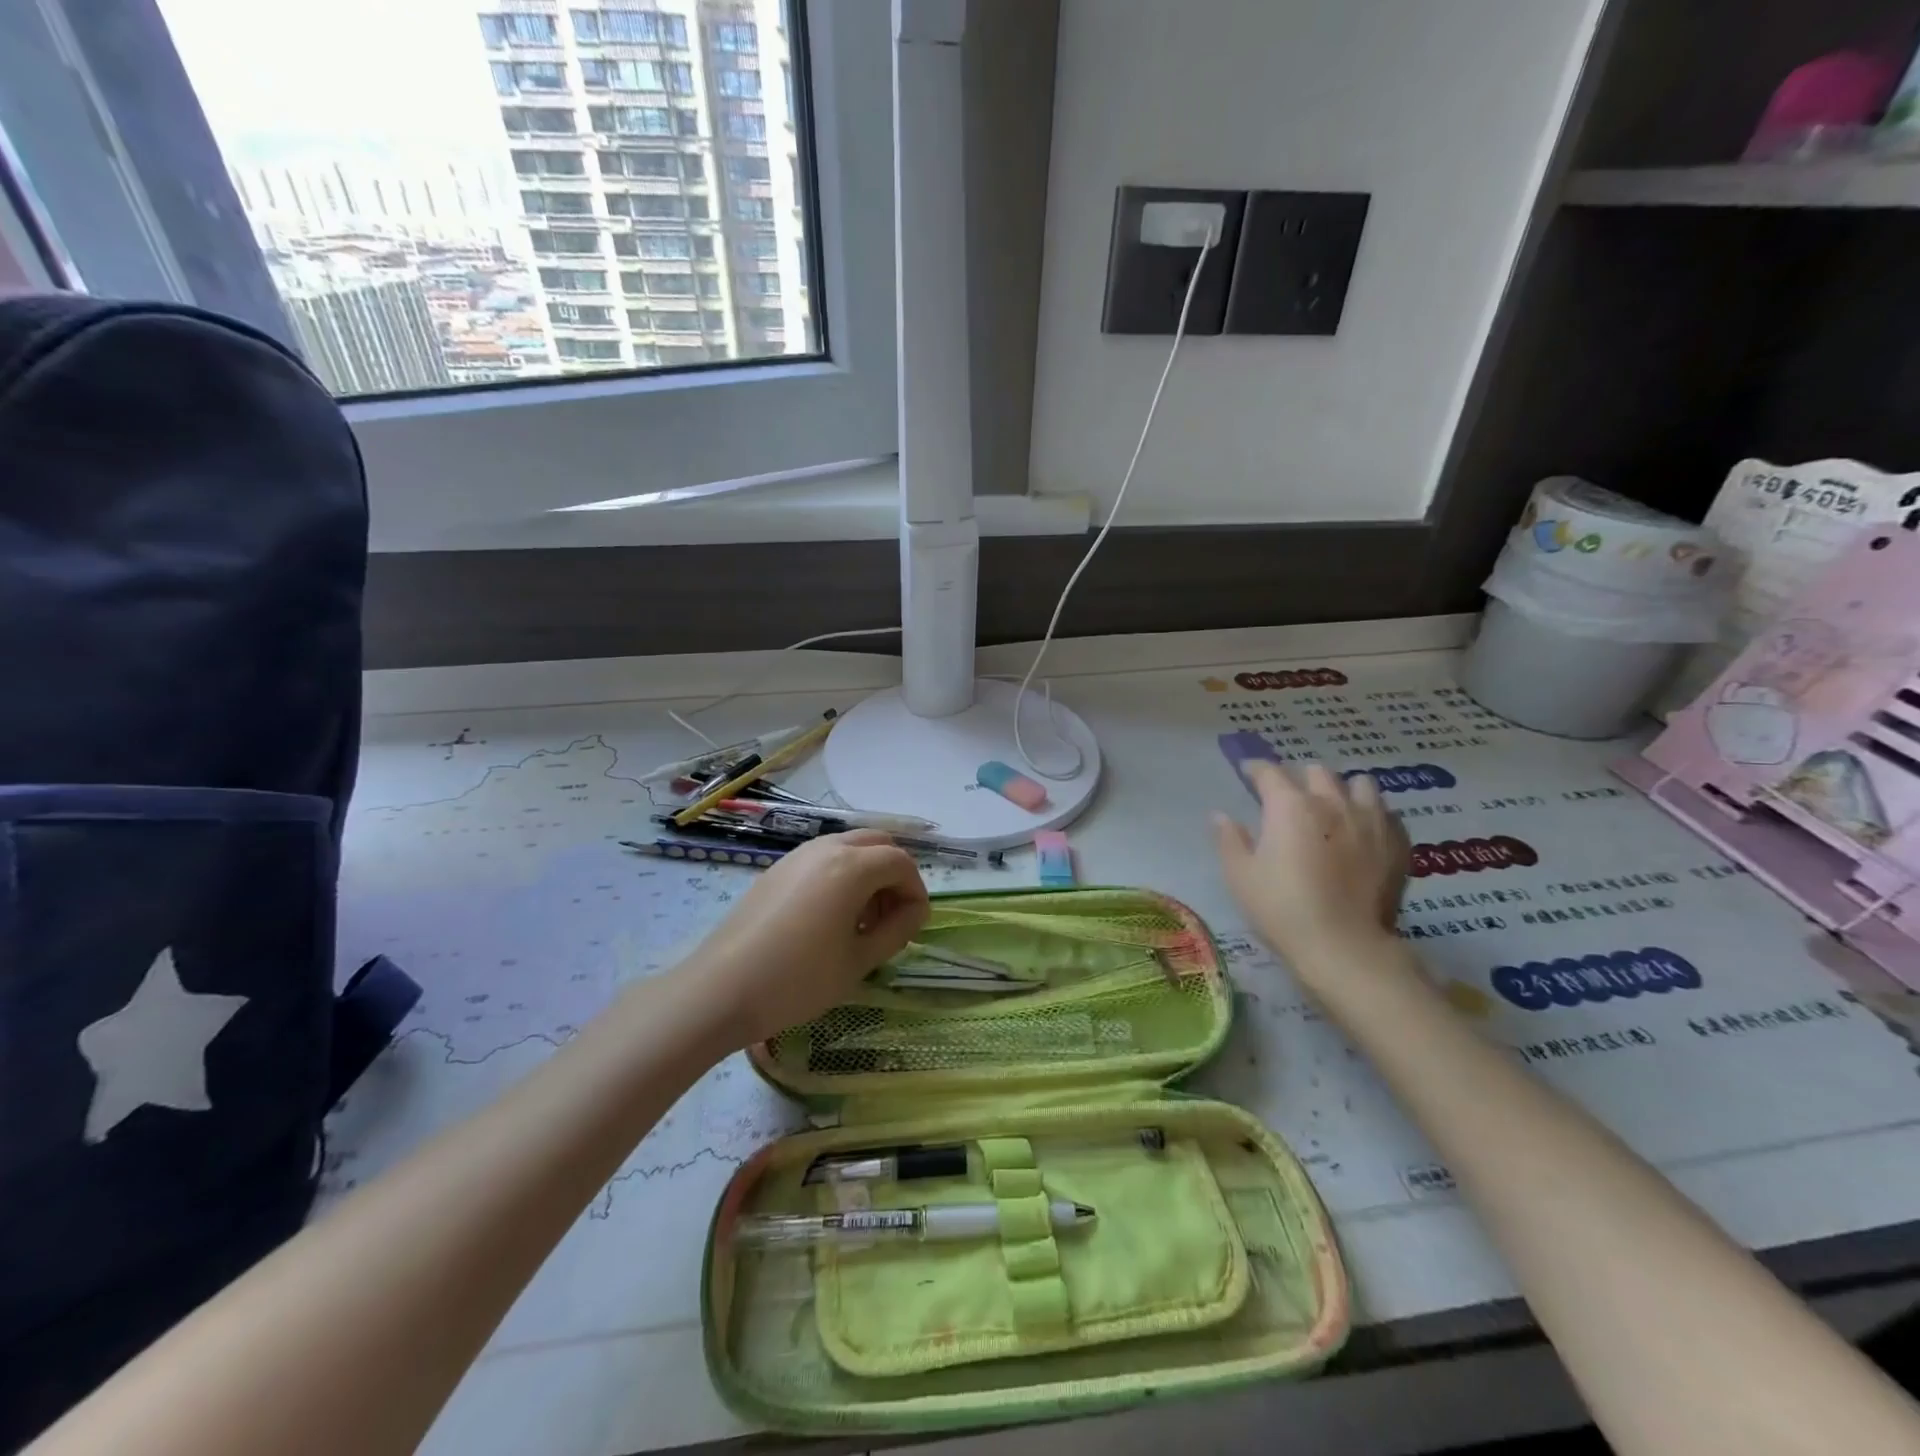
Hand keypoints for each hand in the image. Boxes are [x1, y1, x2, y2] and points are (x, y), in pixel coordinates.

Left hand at [679, 830, 929, 1047]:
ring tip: (861, 921)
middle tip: (890, 917)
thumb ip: (896, 930)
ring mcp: (797, 855)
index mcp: (851, 867)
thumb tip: (914, 912)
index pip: (901, 863)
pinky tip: (829, 919)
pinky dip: (841, 875)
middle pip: (878, 843)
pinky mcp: (777, 869)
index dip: (916, 892)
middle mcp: (826, 848)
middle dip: (894, 875)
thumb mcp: (859, 961)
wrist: (720, 990)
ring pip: (849, 847)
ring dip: (868, 873)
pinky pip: (822, 858)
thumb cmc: (797, 979)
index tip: (913, 926)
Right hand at [1212, 763, 1408, 979]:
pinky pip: (1386, 814)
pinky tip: (1364, 832)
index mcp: (1290, 806)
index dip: (1255, 769)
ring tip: (1334, 808)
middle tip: (1290, 798)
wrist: (1343, 946)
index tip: (1247, 772)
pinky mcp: (1397, 844)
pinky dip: (1372, 815)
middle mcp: (1332, 802)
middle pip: (1317, 772)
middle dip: (1300, 778)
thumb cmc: (1281, 908)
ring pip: (1360, 785)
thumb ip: (1229, 840)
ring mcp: (1371, 821)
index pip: (1269, 772)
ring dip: (1343, 790)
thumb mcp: (1240, 876)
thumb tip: (1221, 816)